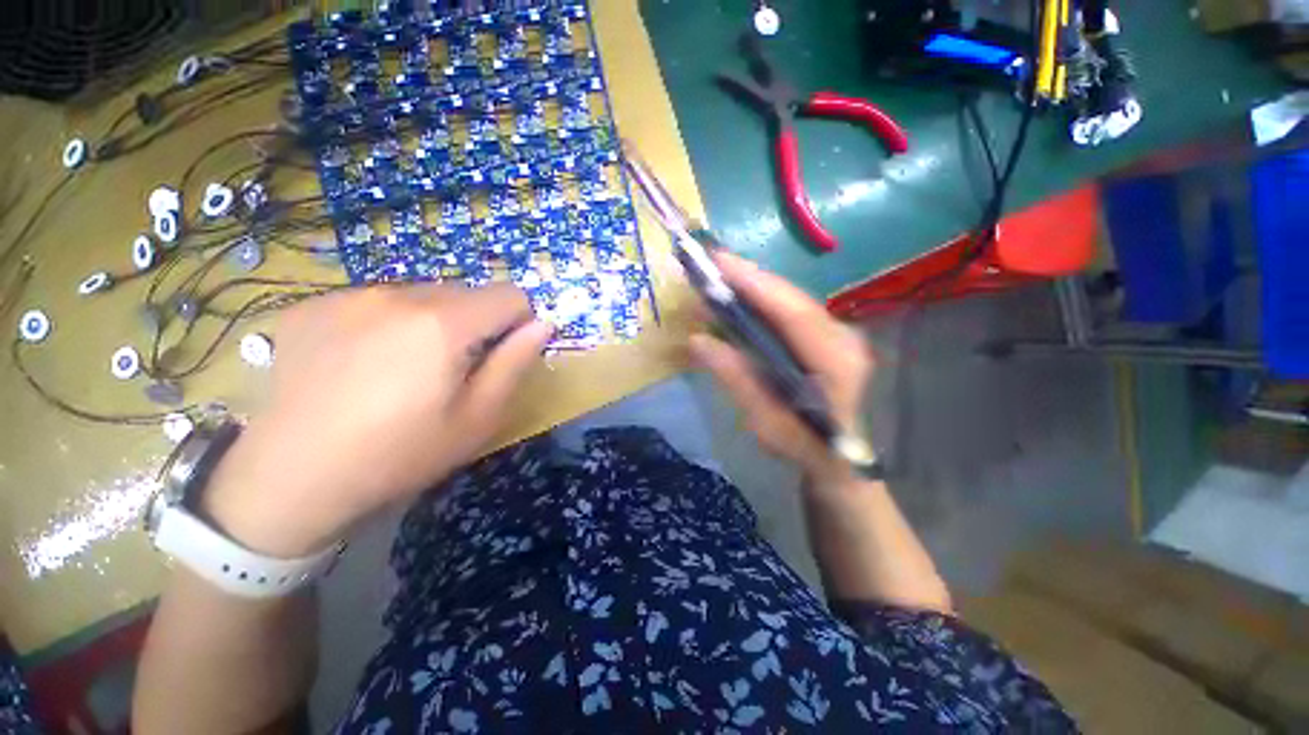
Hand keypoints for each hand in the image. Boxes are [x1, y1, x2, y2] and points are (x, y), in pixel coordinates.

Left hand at [204, 283, 552, 557]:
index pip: (510, 295)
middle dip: (474, 323)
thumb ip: (515, 363)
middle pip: (465, 292)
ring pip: (420, 294)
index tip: (501, 354)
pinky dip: (385, 324)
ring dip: (430, 322)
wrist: (288, 480)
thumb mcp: (477, 418)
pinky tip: (360, 364)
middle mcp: (397, 295)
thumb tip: (543, 324)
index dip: (518, 322)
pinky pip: (374, 301)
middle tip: (451, 371)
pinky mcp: (311, 306)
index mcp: (443, 324)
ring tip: (403, 370)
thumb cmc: (399, 455)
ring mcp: (348, 295)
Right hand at [688, 252, 872, 485]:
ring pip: (792, 300)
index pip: (794, 314)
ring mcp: (839, 334)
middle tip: (711, 264)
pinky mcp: (827, 335)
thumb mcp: (765, 422)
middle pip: (793, 299)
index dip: (757, 285)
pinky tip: (740, 298)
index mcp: (835, 364)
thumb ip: (736, 380)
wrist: (838, 457)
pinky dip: (763, 301)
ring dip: (755, 287)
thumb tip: (698, 341)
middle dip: (751, 279)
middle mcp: (843, 339)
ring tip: (719, 278)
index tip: (720, 264)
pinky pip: (791, 310)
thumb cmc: (803, 446)